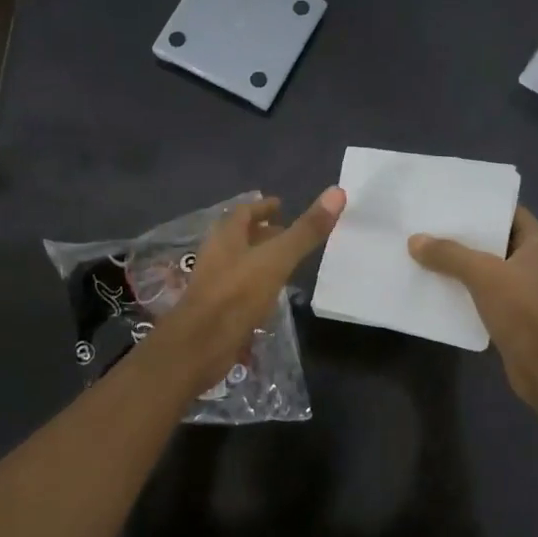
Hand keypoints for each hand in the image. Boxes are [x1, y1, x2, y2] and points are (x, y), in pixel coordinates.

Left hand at [149, 188, 345, 390]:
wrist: (200, 345)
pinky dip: (255, 287)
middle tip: (287, 234)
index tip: (281, 205)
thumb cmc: (237, 294)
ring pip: (238, 263)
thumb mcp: (277, 259)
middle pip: (239, 237)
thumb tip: (337, 191)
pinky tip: (270, 298)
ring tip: (284, 265)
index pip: (244, 212)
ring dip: (258, 260)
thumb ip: (306, 230)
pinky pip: (238, 290)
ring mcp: (213, 284)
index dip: (263, 208)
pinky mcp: (216, 311)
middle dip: (261, 234)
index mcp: (226, 237)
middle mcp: (216, 256)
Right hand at [408, 206, 537, 412]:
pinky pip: (486, 294)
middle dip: (466, 236)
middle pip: (496, 241)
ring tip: (427, 254)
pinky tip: (439, 288)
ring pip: (489, 269)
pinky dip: (465, 290)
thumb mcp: (483, 275)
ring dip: (462, 265)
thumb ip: (449, 255)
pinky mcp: (515, 316)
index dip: (483, 205)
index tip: (451, 201)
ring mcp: (526, 291)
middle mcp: (535, 263)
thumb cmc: (523, 311)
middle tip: (430, 226)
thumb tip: (415, 240)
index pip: (511, 213)